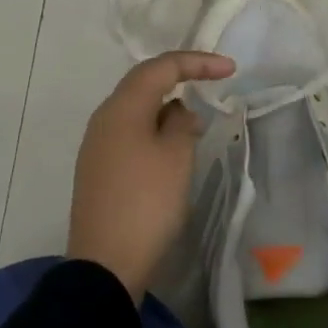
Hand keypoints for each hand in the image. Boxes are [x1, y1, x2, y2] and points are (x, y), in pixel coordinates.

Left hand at [66, 50, 235, 302]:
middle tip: (213, 82)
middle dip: (180, 78)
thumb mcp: (176, 156)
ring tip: (196, 121)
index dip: (197, 62)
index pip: (161, 67)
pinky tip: (172, 147)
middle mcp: (104, 118)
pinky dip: (155, 129)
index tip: (230, 69)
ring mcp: (97, 145)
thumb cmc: (146, 203)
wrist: (106, 265)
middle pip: (144, 83)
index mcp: (122, 107)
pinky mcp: (98, 169)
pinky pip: (130, 133)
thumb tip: (177, 112)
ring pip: (136, 109)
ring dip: (167, 107)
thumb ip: (181, 123)